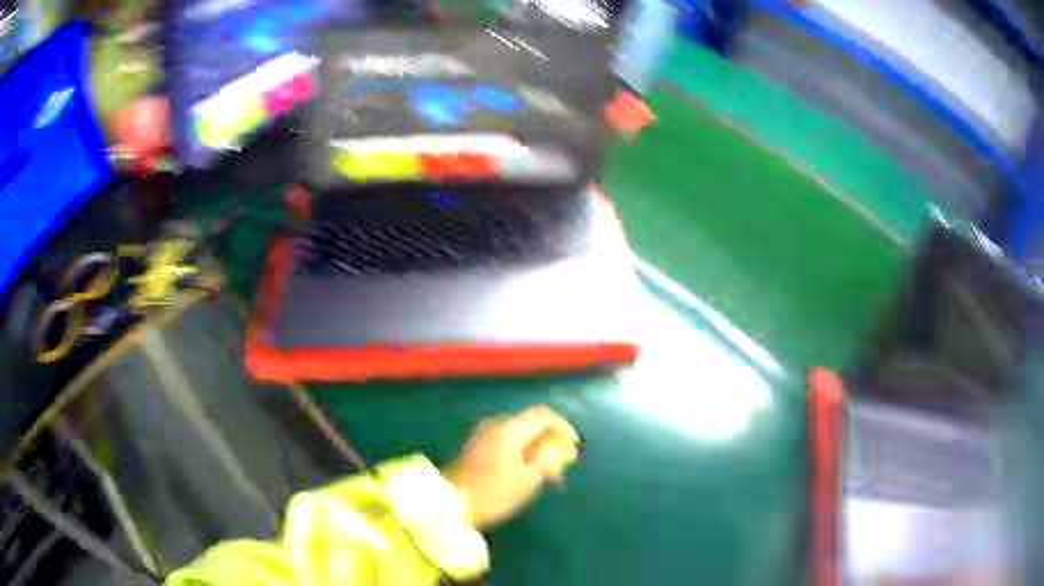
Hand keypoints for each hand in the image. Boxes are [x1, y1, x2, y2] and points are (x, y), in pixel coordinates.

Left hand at [443, 406, 579, 529]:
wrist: (449, 504)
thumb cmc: (492, 493)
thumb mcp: (527, 481)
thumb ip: (545, 461)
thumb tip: (554, 450)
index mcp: (510, 429)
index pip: (544, 415)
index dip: (563, 427)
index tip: (574, 446)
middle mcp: (496, 425)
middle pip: (531, 423)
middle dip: (549, 440)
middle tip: (560, 464)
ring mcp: (483, 435)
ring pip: (518, 433)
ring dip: (535, 448)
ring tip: (545, 473)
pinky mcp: (475, 447)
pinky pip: (506, 441)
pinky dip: (520, 452)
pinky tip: (524, 472)